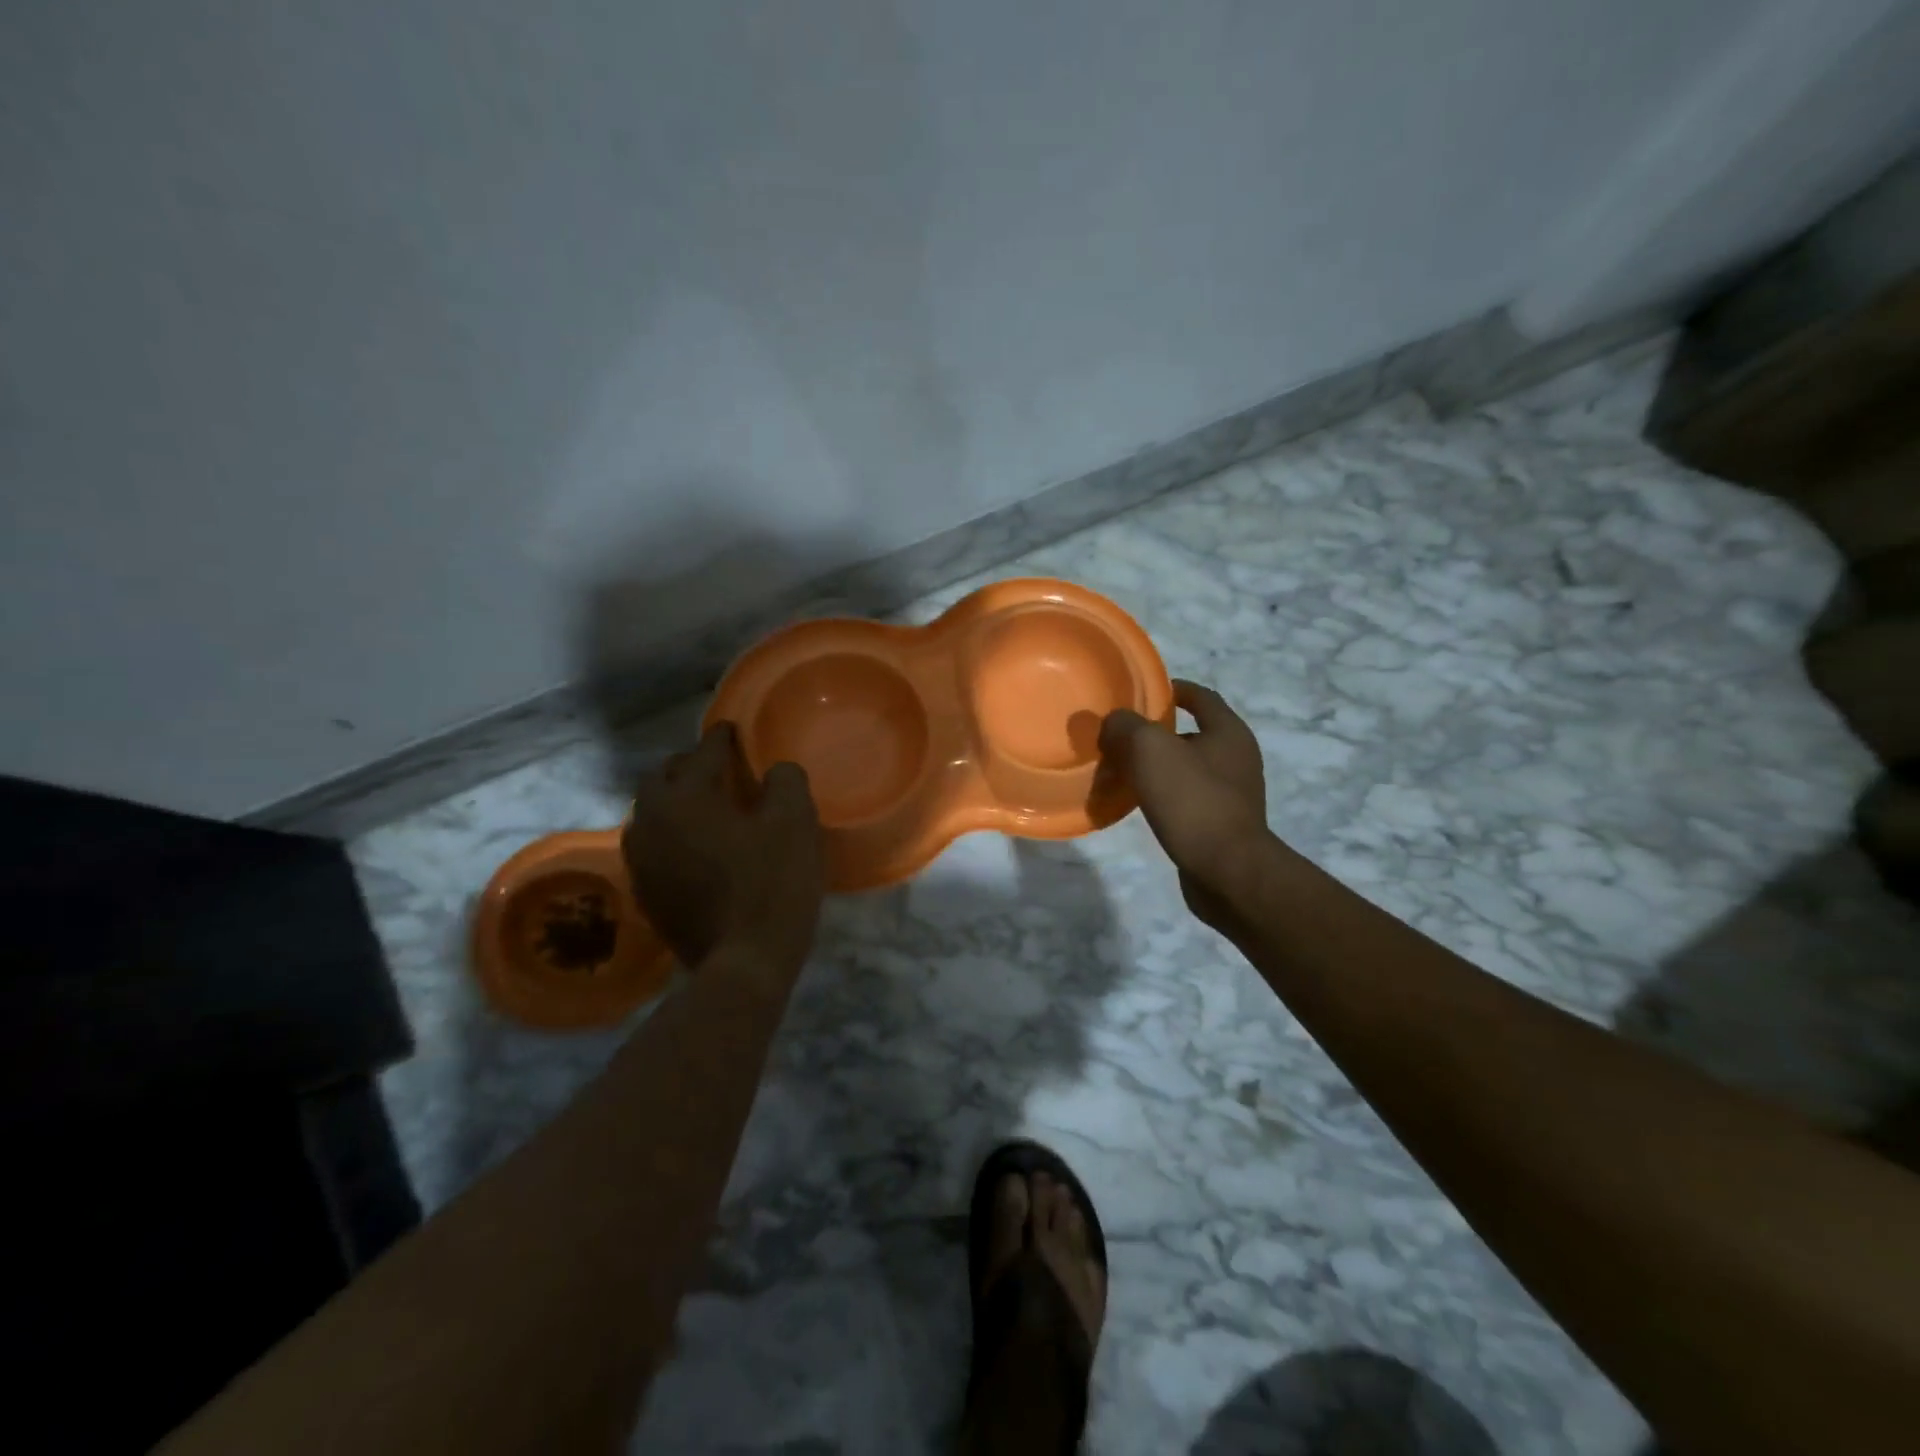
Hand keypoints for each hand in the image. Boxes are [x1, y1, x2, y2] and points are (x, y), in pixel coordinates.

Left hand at [622, 723, 824, 977]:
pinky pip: (654, 846)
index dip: (723, 738)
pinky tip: (698, 847)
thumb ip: (785, 781)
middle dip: (689, 766)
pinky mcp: (646, 893)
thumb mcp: (795, 822)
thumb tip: (775, 771)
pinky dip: (673, 835)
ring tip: (707, 806)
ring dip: (676, 801)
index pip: (703, 753)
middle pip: (663, 778)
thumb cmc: (772, 885)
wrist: (743, 964)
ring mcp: (642, 861)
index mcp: (684, 797)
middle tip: (719, 769)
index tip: (734, 730)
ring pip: (653, 813)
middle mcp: (650, 821)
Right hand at [1099, 680, 1268, 928]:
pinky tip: (1138, 804)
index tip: (1139, 693)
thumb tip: (1113, 722)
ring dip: (1156, 767)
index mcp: (1229, 732)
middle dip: (1155, 733)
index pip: (1200, 696)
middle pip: (1190, 734)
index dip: (1170, 689)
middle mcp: (1236, 758)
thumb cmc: (1192, 801)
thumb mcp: (1150, 750)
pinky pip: (1186, 799)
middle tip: (1118, 737)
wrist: (1228, 872)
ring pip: (1186, 769)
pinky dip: (1162, 796)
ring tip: (1120, 772)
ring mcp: (1232, 794)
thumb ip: (1126, 727)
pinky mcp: (1222, 825)